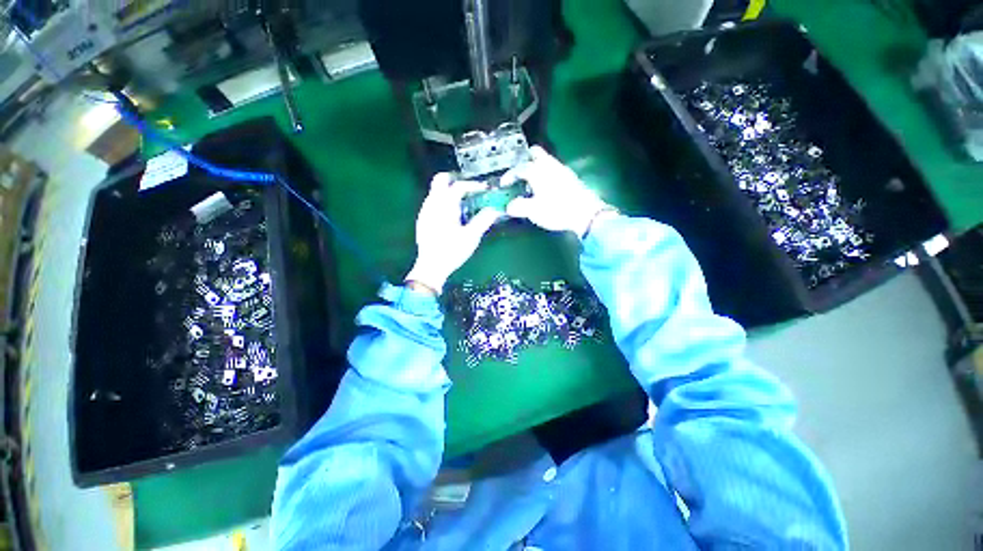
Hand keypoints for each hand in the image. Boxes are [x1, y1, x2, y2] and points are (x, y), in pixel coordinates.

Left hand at [405, 173, 502, 293]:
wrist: (431, 267)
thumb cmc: (452, 251)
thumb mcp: (471, 237)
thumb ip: (483, 221)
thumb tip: (494, 210)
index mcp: (445, 206)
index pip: (458, 186)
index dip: (473, 185)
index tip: (484, 188)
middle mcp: (432, 204)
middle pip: (440, 180)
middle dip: (455, 180)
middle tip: (470, 188)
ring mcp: (425, 211)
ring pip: (435, 191)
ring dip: (449, 191)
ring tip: (464, 202)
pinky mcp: (423, 220)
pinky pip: (433, 202)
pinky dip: (443, 200)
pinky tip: (452, 215)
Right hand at [503, 146, 612, 237]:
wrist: (586, 214)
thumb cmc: (557, 210)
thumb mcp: (534, 211)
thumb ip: (519, 207)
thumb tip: (510, 206)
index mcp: (538, 171)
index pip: (519, 168)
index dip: (509, 175)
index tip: (503, 184)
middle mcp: (550, 165)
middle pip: (534, 153)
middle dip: (524, 161)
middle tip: (518, 174)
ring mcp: (562, 170)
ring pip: (545, 161)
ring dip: (535, 168)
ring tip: (530, 184)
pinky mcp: (570, 177)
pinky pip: (553, 169)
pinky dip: (545, 174)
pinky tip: (545, 189)